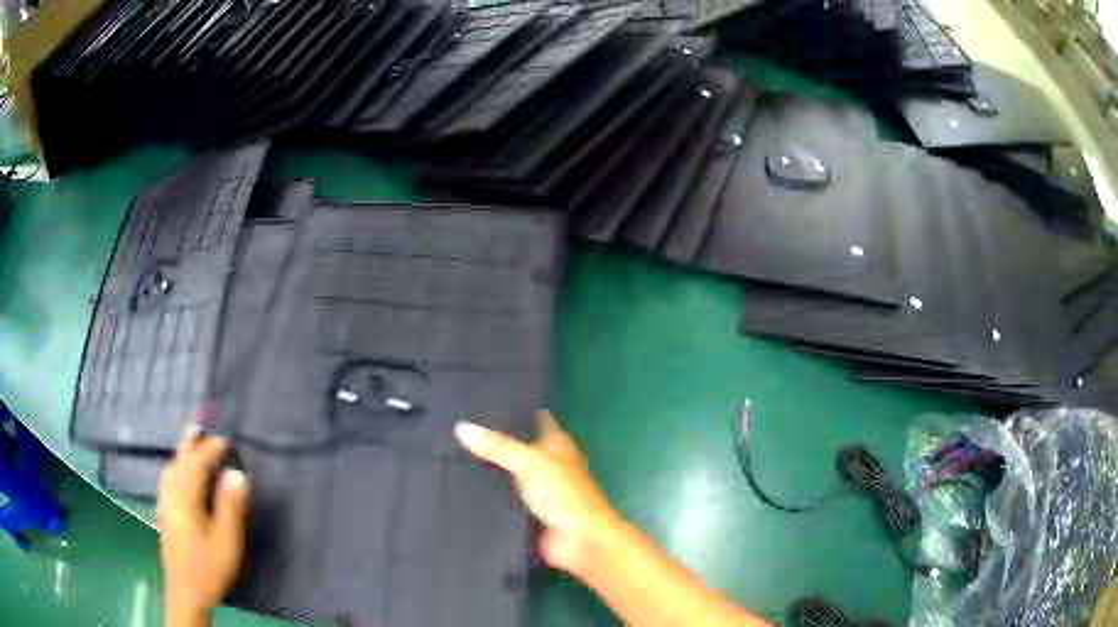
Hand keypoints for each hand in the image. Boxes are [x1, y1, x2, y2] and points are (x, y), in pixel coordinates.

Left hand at [157, 426, 249, 622]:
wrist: (186, 592)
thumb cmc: (209, 567)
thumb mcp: (227, 541)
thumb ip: (230, 506)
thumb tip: (237, 474)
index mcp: (185, 498)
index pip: (196, 464)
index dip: (210, 449)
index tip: (226, 441)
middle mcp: (170, 495)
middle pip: (179, 462)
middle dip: (190, 444)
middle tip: (201, 427)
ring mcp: (164, 504)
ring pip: (170, 469)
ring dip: (181, 454)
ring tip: (189, 442)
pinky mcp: (163, 513)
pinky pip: (167, 479)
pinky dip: (174, 467)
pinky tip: (177, 473)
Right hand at [454, 410, 620, 574]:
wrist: (579, 542)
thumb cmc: (564, 495)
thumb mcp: (531, 463)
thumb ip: (498, 447)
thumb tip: (461, 427)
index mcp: (556, 444)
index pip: (534, 418)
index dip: (514, 409)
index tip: (482, 399)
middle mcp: (547, 463)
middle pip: (517, 446)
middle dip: (492, 439)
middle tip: (454, 426)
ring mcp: (537, 489)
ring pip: (508, 473)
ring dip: (487, 468)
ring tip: (448, 452)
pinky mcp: (528, 512)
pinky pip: (503, 498)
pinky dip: (487, 494)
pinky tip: (460, 487)